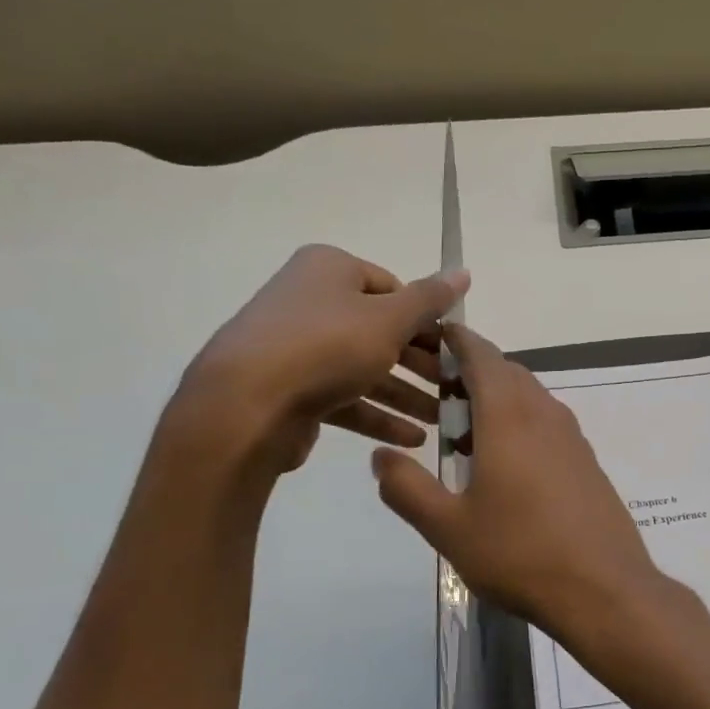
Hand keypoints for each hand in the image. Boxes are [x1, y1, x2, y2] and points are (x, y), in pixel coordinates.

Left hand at [172, 245, 467, 475]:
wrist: (246, 406)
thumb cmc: (326, 347)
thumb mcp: (389, 319)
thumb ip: (429, 300)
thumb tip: (463, 272)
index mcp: (329, 270)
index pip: (393, 288)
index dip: (427, 320)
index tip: (454, 350)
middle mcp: (311, 301)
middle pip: (381, 331)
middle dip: (421, 365)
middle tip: (454, 389)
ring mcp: (298, 348)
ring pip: (366, 369)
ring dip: (406, 396)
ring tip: (443, 421)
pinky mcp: (293, 390)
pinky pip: (345, 398)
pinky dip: (378, 416)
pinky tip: (412, 439)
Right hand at [371, 324, 666, 648]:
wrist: (603, 589)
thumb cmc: (519, 554)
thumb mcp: (448, 528)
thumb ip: (407, 489)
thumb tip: (382, 458)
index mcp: (509, 416)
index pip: (481, 355)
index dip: (456, 340)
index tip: (431, 338)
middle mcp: (545, 414)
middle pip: (507, 373)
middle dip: (472, 373)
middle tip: (438, 398)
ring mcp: (573, 438)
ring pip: (531, 398)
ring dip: (498, 402)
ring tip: (466, 437)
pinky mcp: (588, 462)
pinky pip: (548, 425)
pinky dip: (521, 425)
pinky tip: (506, 468)